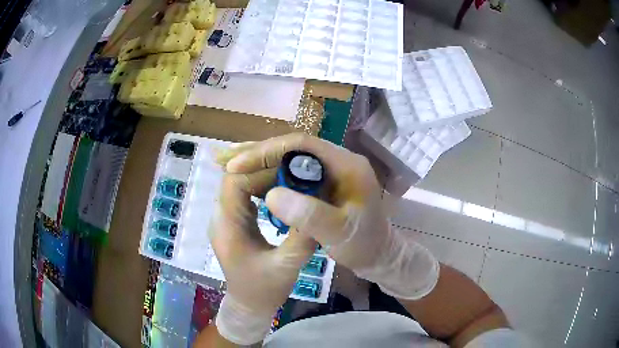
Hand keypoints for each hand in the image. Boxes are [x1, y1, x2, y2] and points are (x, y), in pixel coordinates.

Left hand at [209, 165, 315, 344]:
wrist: (249, 305)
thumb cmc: (264, 290)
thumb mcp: (287, 266)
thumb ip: (301, 237)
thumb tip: (317, 204)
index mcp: (227, 226)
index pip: (235, 181)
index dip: (260, 171)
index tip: (289, 172)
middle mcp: (220, 218)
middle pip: (234, 178)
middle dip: (262, 171)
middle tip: (293, 172)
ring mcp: (224, 220)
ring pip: (237, 185)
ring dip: (261, 179)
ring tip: (289, 179)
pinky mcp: (232, 223)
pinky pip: (242, 196)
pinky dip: (259, 190)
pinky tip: (279, 193)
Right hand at [224, 133, 438, 300]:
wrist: (379, 255)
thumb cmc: (364, 246)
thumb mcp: (340, 235)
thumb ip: (310, 216)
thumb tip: (272, 195)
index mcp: (347, 165)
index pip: (301, 145)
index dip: (266, 151)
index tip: (237, 164)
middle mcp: (337, 161)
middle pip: (292, 148)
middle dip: (257, 153)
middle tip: (225, 161)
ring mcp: (330, 171)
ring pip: (289, 159)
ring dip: (259, 162)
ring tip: (229, 166)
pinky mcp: (323, 184)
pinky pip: (292, 173)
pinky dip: (269, 175)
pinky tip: (250, 181)